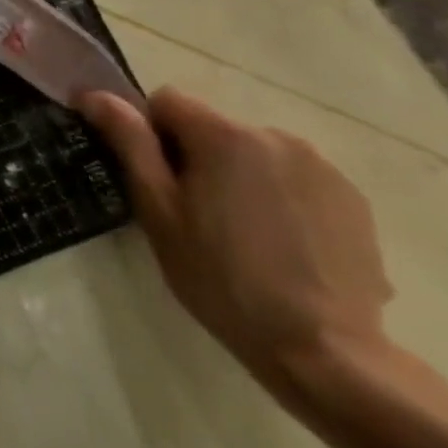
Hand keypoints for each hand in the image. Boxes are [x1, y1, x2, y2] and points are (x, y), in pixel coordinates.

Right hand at [75, 86, 394, 390]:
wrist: (326, 353)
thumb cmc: (222, 278)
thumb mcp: (159, 210)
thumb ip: (130, 143)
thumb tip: (94, 95)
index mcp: (224, 135)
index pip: (167, 102)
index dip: (152, 135)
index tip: (159, 183)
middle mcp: (275, 136)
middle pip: (213, 127)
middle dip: (198, 158)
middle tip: (196, 215)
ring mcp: (321, 167)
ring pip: (254, 153)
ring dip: (240, 176)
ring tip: (243, 234)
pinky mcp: (353, 199)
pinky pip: (294, 178)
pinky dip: (280, 197)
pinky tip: (283, 246)